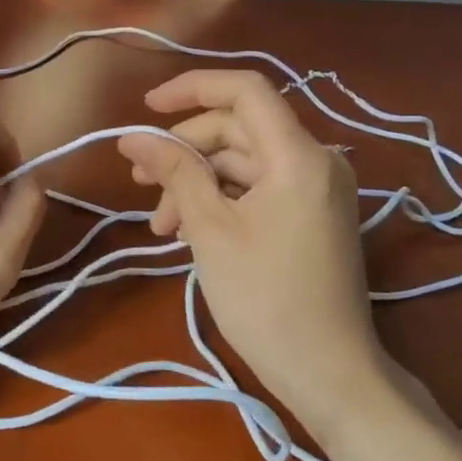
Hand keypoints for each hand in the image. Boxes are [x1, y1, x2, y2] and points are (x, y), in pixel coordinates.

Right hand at [117, 70, 387, 430]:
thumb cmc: (264, 299)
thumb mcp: (210, 229)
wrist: (329, 372)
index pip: (244, 90)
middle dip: (184, 151)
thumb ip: (174, 171)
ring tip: (161, 226)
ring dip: (196, 183)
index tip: (145, 108)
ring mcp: (316, 190)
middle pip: (237, 129)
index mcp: (297, 156)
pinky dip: (220, 201)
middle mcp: (315, 162)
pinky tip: (188, 231)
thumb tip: (132, 137)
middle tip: (139, 182)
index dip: (191, 88)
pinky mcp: (311, 216)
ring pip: (242, 164)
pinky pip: (258, 189)